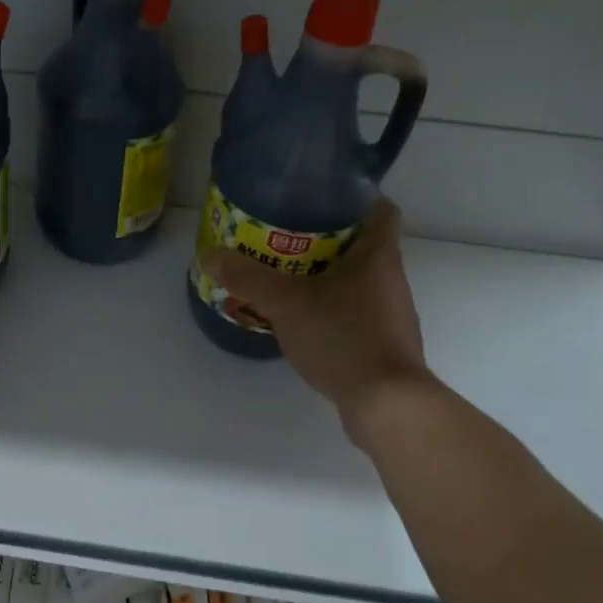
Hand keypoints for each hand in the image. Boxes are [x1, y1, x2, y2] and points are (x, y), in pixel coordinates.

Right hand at [199, 200, 433, 415]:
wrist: (386, 404)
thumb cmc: (342, 337)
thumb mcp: (286, 303)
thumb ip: (248, 277)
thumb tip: (210, 255)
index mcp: (378, 256)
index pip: (380, 210)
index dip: (355, 198)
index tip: (321, 199)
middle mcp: (392, 279)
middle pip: (364, 245)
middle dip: (327, 239)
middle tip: (286, 238)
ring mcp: (392, 314)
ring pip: (359, 281)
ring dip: (328, 276)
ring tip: (288, 278)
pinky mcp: (385, 344)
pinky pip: (356, 312)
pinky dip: (332, 309)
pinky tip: (303, 320)